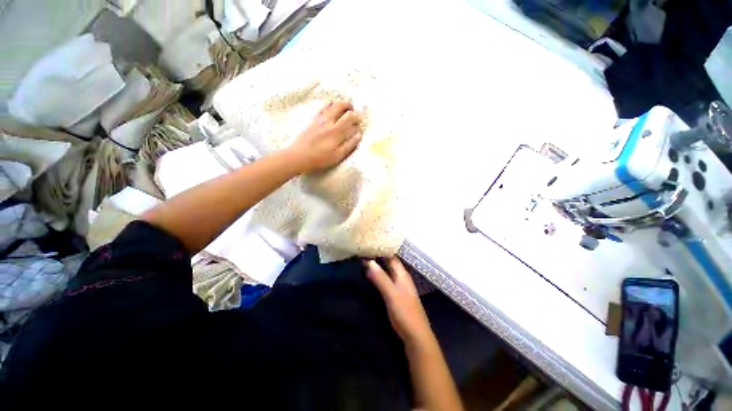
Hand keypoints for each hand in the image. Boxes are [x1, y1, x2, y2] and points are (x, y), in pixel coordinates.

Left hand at [286, 101, 362, 173]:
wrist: (298, 156)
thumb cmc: (319, 159)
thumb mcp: (337, 156)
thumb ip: (349, 145)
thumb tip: (359, 134)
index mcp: (336, 131)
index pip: (350, 117)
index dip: (357, 116)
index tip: (360, 120)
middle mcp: (328, 121)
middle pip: (340, 105)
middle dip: (349, 105)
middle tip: (353, 110)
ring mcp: (319, 119)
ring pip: (330, 104)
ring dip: (339, 104)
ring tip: (343, 109)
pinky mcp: (312, 120)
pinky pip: (322, 108)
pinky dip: (329, 105)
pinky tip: (330, 110)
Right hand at [365, 257, 434, 348]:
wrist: (416, 337)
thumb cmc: (405, 314)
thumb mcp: (392, 295)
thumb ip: (381, 278)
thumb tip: (369, 261)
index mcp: (402, 274)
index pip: (391, 256)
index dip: (381, 249)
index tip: (368, 243)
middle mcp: (401, 278)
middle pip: (389, 263)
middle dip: (377, 257)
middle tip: (362, 251)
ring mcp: (399, 287)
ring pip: (387, 271)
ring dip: (377, 266)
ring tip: (363, 260)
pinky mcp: (396, 295)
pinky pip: (386, 280)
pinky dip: (378, 276)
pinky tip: (370, 276)